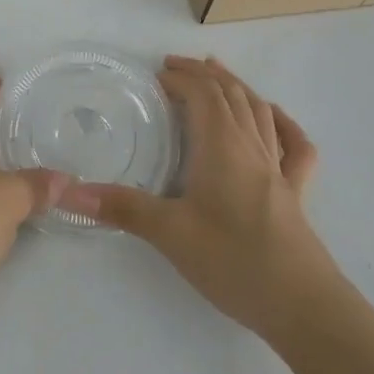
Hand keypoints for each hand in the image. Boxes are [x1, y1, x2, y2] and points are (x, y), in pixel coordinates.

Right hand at [60, 56, 331, 336]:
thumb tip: (69, 191)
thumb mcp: (170, 234)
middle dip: (203, 74)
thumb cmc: (234, 261)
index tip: (156, 75)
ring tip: (219, 73)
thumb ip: (121, 207)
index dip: (181, 78)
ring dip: (237, 87)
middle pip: (232, 95)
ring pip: (259, 112)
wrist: (304, 307)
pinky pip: (295, 146)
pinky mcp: (295, 194)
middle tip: (176, 67)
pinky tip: (275, 117)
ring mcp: (278, 169)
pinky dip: (283, 122)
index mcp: (222, 147)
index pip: (203, 95)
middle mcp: (251, 147)